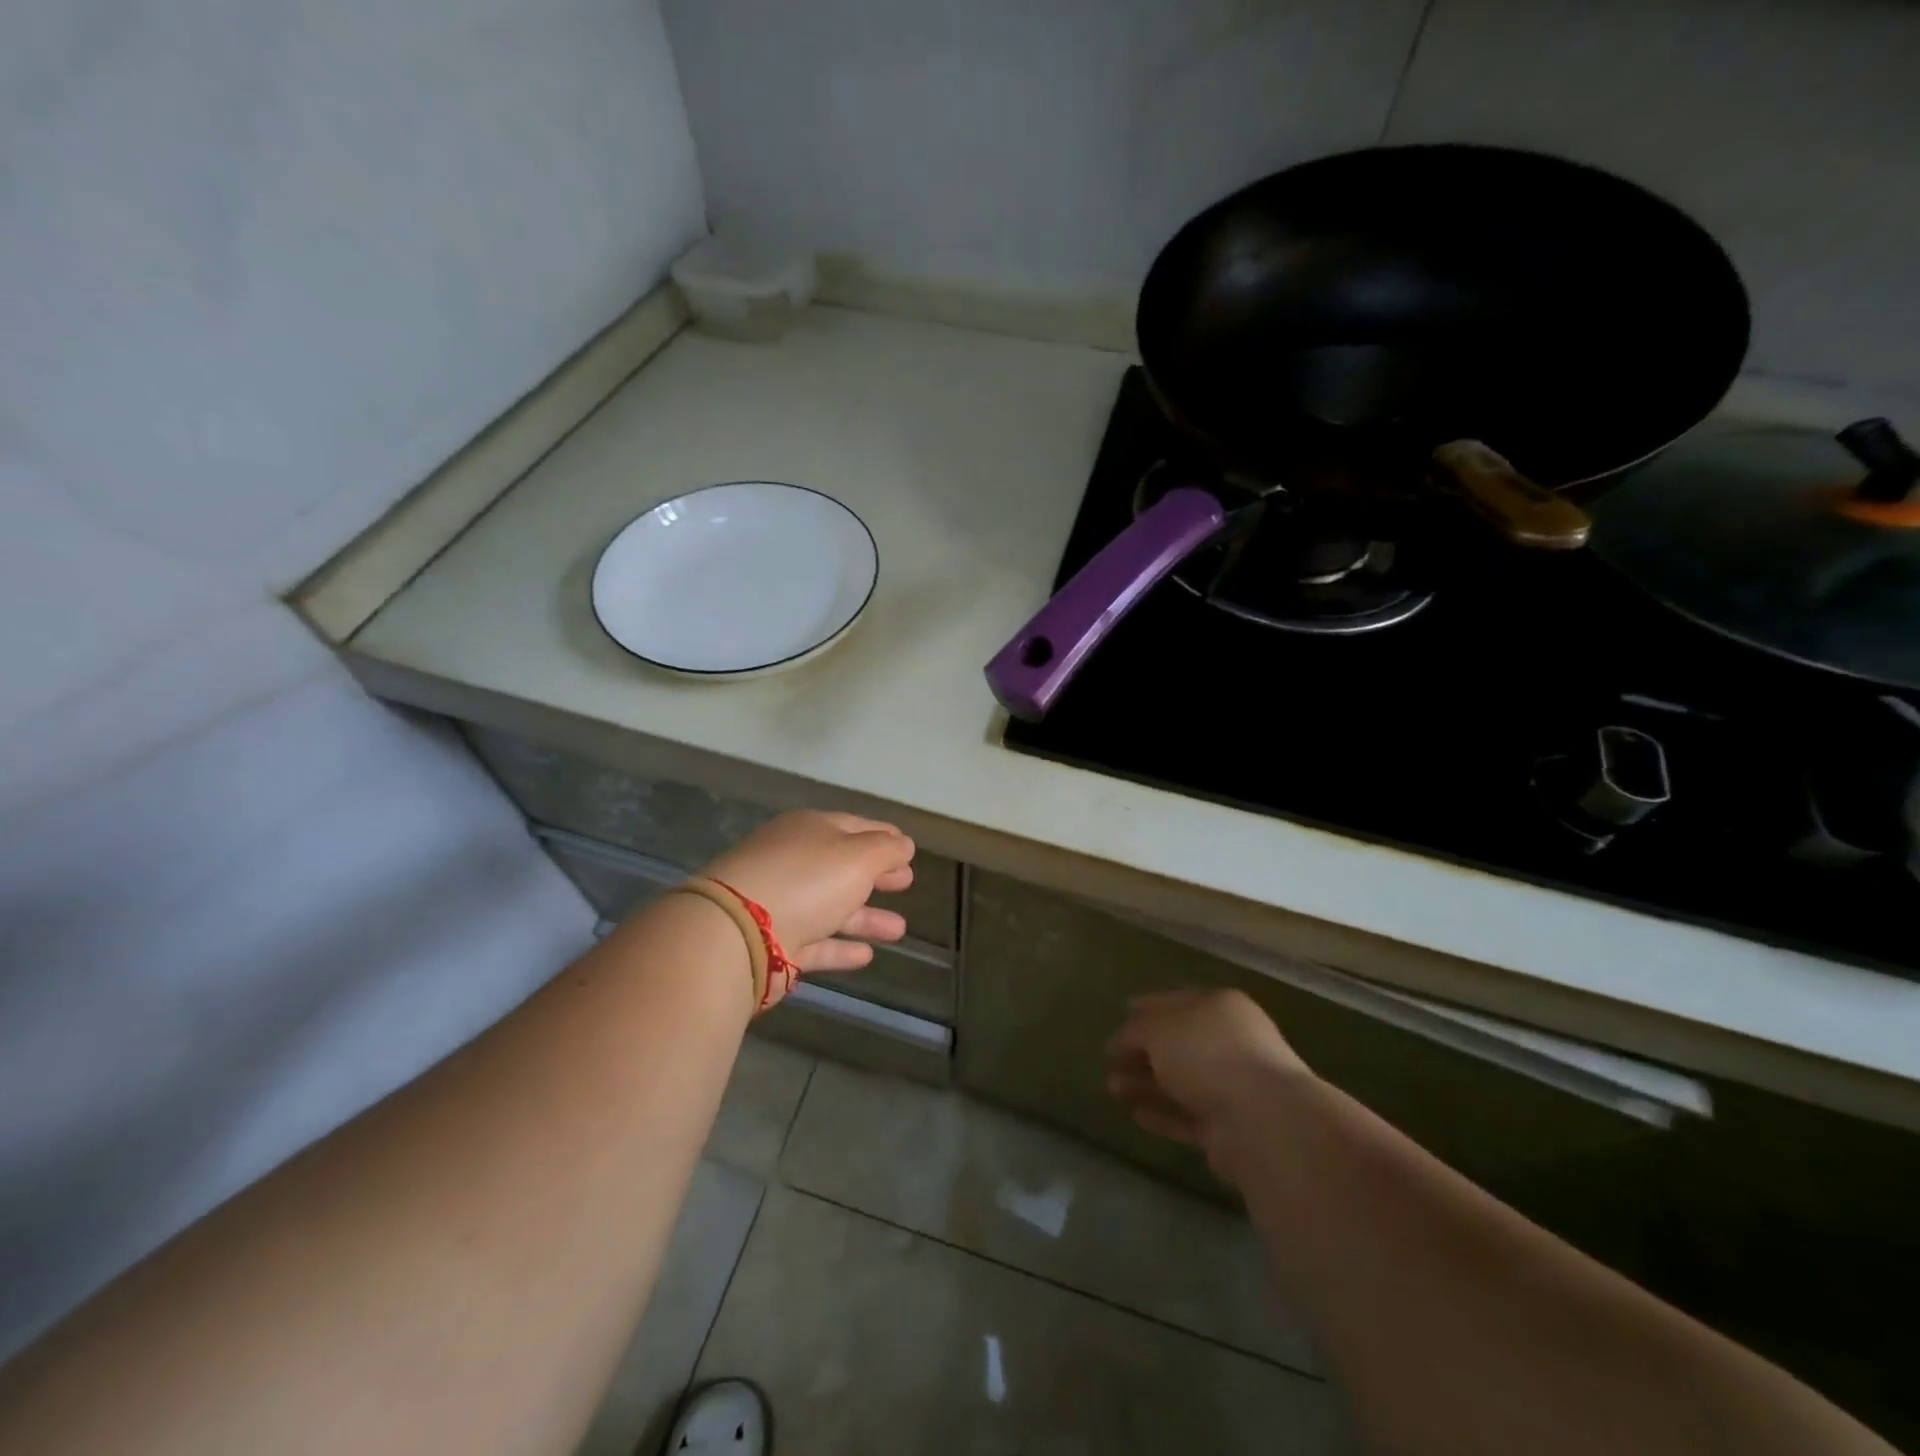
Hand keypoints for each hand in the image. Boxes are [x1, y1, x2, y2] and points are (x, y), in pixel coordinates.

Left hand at [699, 810, 914, 974]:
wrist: (737, 933)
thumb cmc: (806, 880)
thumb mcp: (858, 856)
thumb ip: (886, 850)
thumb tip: (904, 843)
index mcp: (809, 830)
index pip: (854, 826)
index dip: (884, 836)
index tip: (908, 848)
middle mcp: (793, 862)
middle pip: (842, 866)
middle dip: (876, 875)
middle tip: (906, 882)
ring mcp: (780, 903)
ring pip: (831, 907)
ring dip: (866, 917)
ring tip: (900, 930)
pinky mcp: (773, 944)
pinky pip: (815, 942)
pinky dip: (840, 947)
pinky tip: (867, 955)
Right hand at [1105, 989, 1310, 1174]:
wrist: (1262, 1120)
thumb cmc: (1207, 1054)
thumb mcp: (1158, 1029)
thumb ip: (1134, 1031)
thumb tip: (1121, 1042)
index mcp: (1219, 1007)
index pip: (1176, 1001)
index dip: (1147, 1006)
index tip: (1121, 1011)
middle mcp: (1229, 1042)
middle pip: (1177, 1043)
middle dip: (1141, 1051)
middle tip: (1109, 1061)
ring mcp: (1232, 1086)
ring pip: (1180, 1081)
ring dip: (1146, 1084)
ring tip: (1112, 1090)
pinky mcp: (1229, 1128)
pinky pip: (1188, 1116)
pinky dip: (1162, 1114)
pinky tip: (1135, 1115)